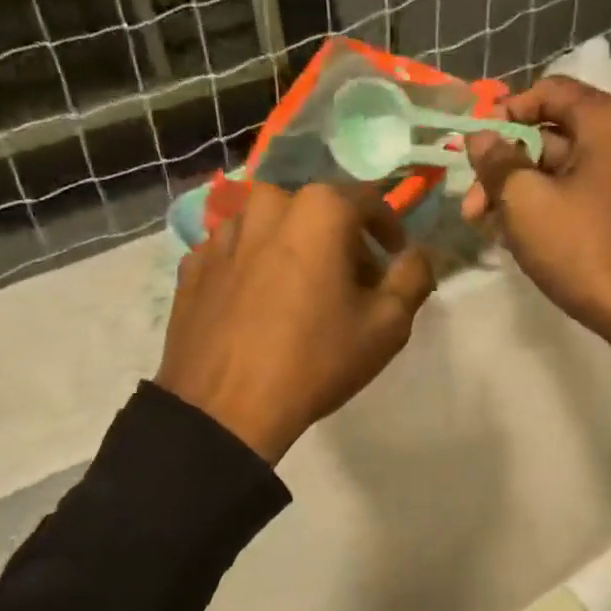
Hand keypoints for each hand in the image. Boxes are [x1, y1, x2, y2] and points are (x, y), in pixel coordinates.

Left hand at [157, 182, 434, 462]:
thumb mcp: (387, 325)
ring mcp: (223, 233)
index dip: (389, 229)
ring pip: (272, 228)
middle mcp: (267, 204)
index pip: (369, 201)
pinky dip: (256, 268)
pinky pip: (237, 253)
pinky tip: (261, 306)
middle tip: (351, 283)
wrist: (225, 408)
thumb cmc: (316, 360)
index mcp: (319, 209)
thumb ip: (414, 276)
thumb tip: (417, 253)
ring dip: (295, 249)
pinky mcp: (193, 263)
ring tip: (303, 294)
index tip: (394, 257)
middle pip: (317, 212)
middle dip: (341, 240)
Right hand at [463, 75, 610, 455]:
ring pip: (566, 171)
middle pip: (554, 135)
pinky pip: (585, 195)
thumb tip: (482, 137)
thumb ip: (498, 163)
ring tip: (492, 231)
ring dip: (523, 193)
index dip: (504, 114)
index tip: (474, 151)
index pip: (548, 91)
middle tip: (472, 209)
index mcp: (609, 120)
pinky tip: (525, 241)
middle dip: (506, 167)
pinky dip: (551, 209)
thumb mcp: (527, 203)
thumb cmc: (587, 252)